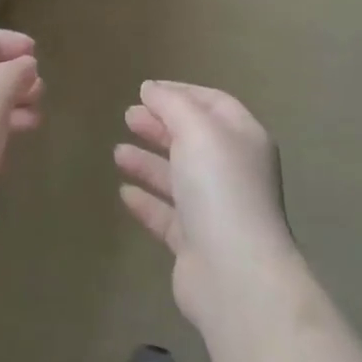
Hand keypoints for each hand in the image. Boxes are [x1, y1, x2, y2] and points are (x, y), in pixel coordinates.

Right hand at [114, 80, 301, 329]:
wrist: (234, 274)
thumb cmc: (220, 187)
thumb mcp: (196, 130)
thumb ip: (172, 104)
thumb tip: (151, 88)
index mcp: (243, 138)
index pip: (212, 103)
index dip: (180, 92)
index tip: (145, 90)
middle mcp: (233, 171)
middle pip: (193, 139)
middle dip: (160, 125)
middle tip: (127, 116)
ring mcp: (216, 209)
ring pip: (178, 177)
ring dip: (148, 162)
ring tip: (118, 152)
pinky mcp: (196, 244)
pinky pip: (168, 215)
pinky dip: (147, 201)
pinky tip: (124, 192)